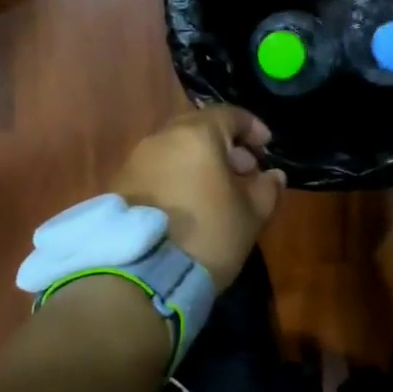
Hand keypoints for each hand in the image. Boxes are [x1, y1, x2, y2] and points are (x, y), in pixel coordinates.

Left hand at [111, 107, 286, 283]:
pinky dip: (177, 176)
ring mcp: (135, 160)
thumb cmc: (208, 236)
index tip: (266, 148)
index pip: (230, 114)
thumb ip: (267, 188)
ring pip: (176, 148)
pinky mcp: (120, 185)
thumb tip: (272, 175)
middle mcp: (162, 138)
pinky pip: (157, 169)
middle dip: (225, 145)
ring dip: (199, 161)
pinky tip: (188, 204)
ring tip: (217, 192)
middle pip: (199, 128)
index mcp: (197, 135)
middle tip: (243, 171)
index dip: (253, 128)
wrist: (141, 276)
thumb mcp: (251, 215)